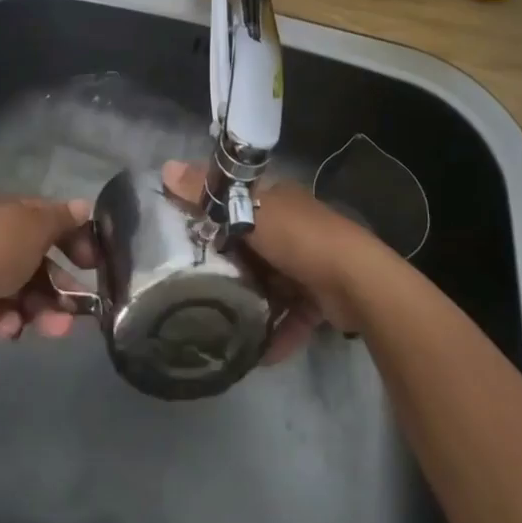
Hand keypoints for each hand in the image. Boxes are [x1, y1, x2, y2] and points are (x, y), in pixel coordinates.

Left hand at [0, 194, 98, 340]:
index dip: (76, 238)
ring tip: (54, 329)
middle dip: (60, 286)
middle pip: (37, 259)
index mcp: (10, 210)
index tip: (93, 265)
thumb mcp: (36, 227)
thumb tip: (83, 206)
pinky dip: (8, 319)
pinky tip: (11, 329)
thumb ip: (62, 219)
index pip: (50, 219)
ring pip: (20, 288)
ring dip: (41, 309)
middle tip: (78, 311)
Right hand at [160, 160, 392, 360]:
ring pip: (271, 282)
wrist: (357, 281)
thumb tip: (164, 168)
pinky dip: (278, 332)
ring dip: (252, 303)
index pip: (236, 199)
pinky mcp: (322, 296)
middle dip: (229, 264)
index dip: (211, 213)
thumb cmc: (299, 238)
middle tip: (196, 285)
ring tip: (222, 324)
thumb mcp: (247, 212)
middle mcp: (293, 226)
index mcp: (276, 199)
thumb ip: (208, 195)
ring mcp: (309, 262)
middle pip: (252, 244)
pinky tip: (258, 354)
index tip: (183, 235)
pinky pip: (292, 314)